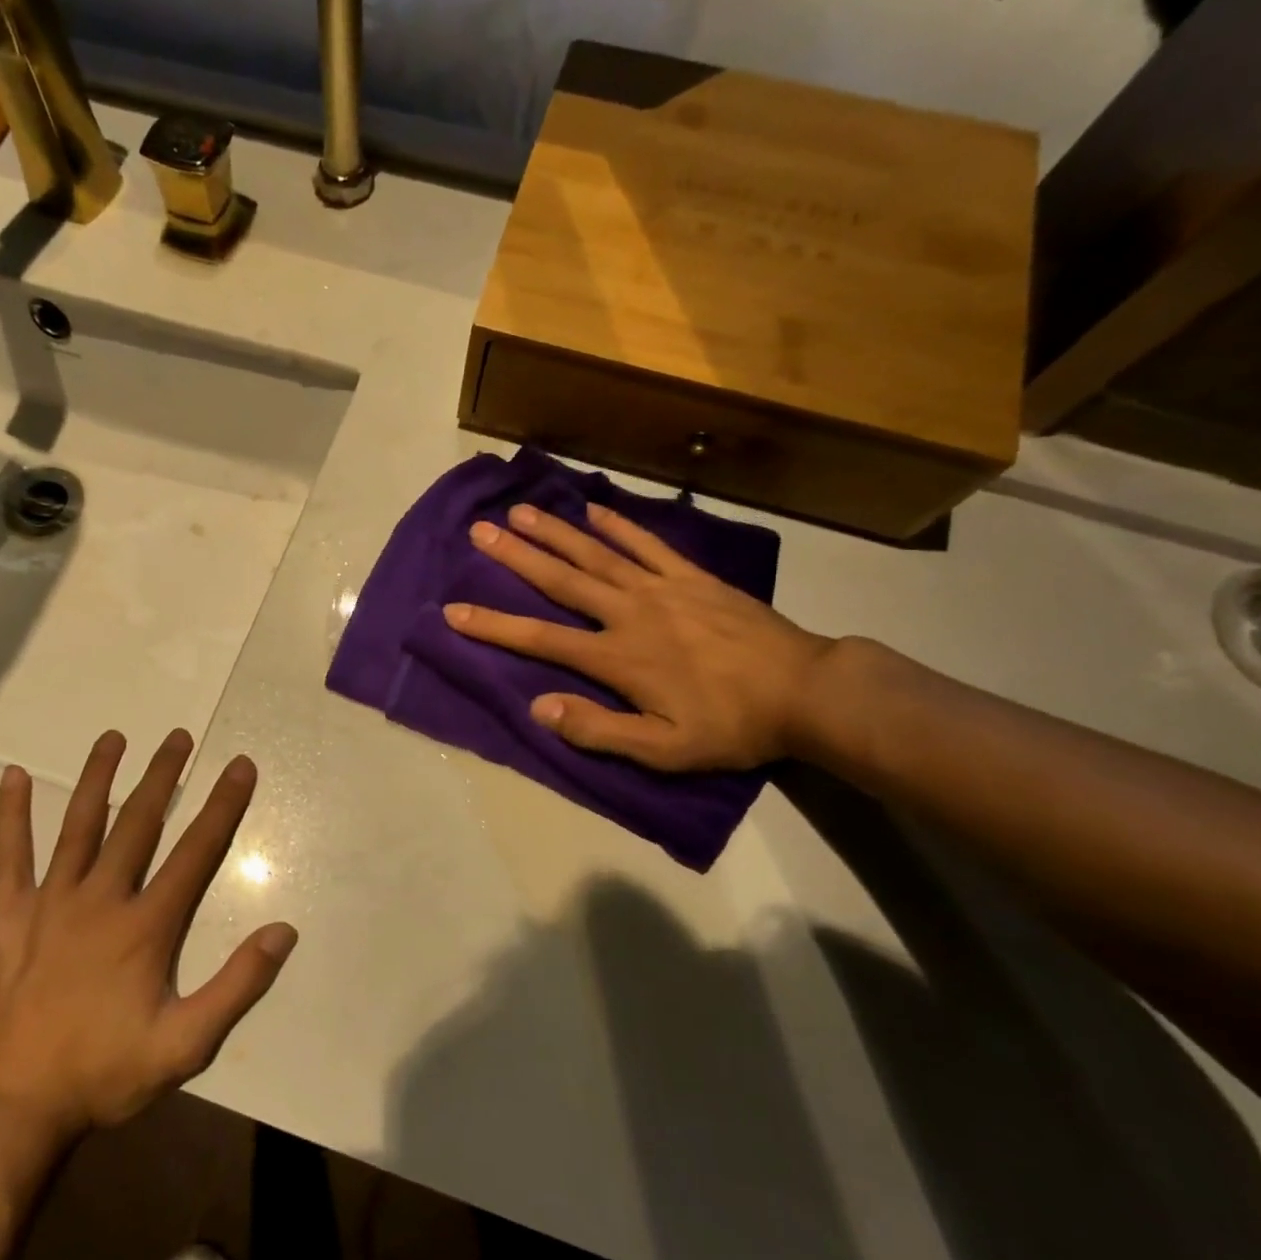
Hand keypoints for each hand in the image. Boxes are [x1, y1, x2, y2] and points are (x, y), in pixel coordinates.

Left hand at [0, 731, 297, 1149]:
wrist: (12, 1109)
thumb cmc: (104, 1074)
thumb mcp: (185, 1046)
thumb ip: (237, 986)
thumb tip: (284, 931)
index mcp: (146, 926)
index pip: (196, 852)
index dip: (223, 806)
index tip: (240, 766)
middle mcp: (101, 899)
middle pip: (139, 823)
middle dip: (163, 776)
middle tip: (178, 736)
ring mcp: (49, 902)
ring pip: (79, 825)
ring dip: (99, 777)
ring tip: (114, 737)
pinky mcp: (7, 915)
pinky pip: (9, 855)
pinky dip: (12, 815)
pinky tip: (14, 776)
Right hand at [443, 502, 833, 770]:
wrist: (807, 691)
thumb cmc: (731, 726)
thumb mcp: (664, 750)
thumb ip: (598, 730)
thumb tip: (537, 708)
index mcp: (618, 657)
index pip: (541, 640)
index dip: (494, 626)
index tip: (453, 612)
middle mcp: (630, 612)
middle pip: (562, 580)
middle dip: (516, 556)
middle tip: (480, 530)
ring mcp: (662, 588)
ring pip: (597, 553)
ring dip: (556, 532)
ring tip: (521, 511)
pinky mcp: (693, 577)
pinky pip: (649, 544)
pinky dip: (620, 525)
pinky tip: (595, 509)